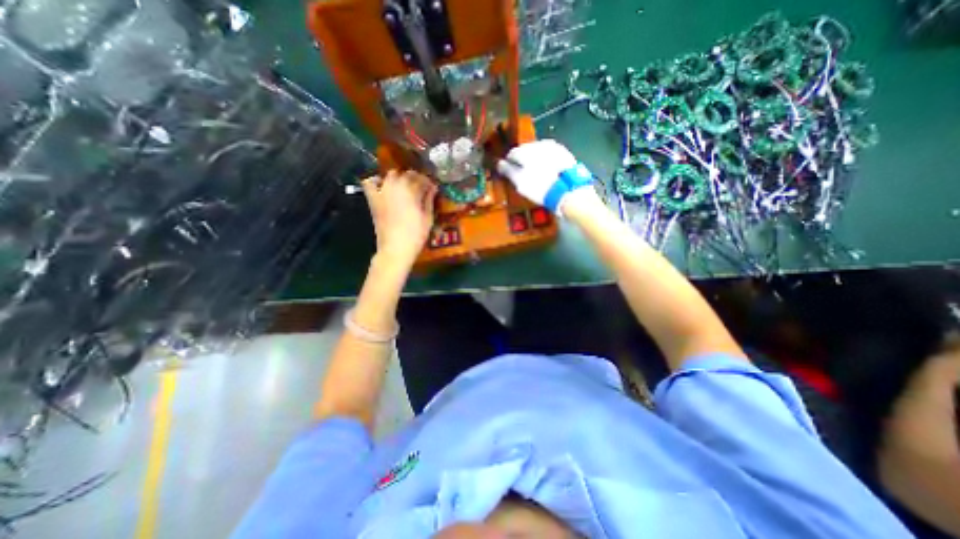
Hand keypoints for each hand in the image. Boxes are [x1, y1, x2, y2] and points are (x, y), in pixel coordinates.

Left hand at [363, 170, 437, 263]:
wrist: (395, 248)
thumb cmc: (416, 235)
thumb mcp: (428, 218)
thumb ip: (429, 200)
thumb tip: (433, 188)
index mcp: (411, 191)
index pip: (422, 179)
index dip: (429, 182)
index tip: (433, 188)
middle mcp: (396, 186)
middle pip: (407, 174)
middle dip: (416, 178)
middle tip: (421, 188)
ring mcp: (382, 191)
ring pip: (392, 175)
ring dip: (400, 178)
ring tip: (405, 187)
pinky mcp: (373, 199)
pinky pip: (370, 183)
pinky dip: (377, 181)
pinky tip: (383, 186)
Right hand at [494, 139, 592, 214]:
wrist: (569, 190)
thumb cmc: (540, 187)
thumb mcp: (520, 182)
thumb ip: (508, 171)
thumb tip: (500, 163)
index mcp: (525, 150)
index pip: (512, 153)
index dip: (509, 164)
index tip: (510, 173)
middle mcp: (538, 143)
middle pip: (526, 150)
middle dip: (523, 160)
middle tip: (523, 175)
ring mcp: (553, 147)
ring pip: (539, 152)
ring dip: (535, 160)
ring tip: (537, 174)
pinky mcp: (564, 153)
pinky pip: (550, 155)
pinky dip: (547, 161)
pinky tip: (548, 172)